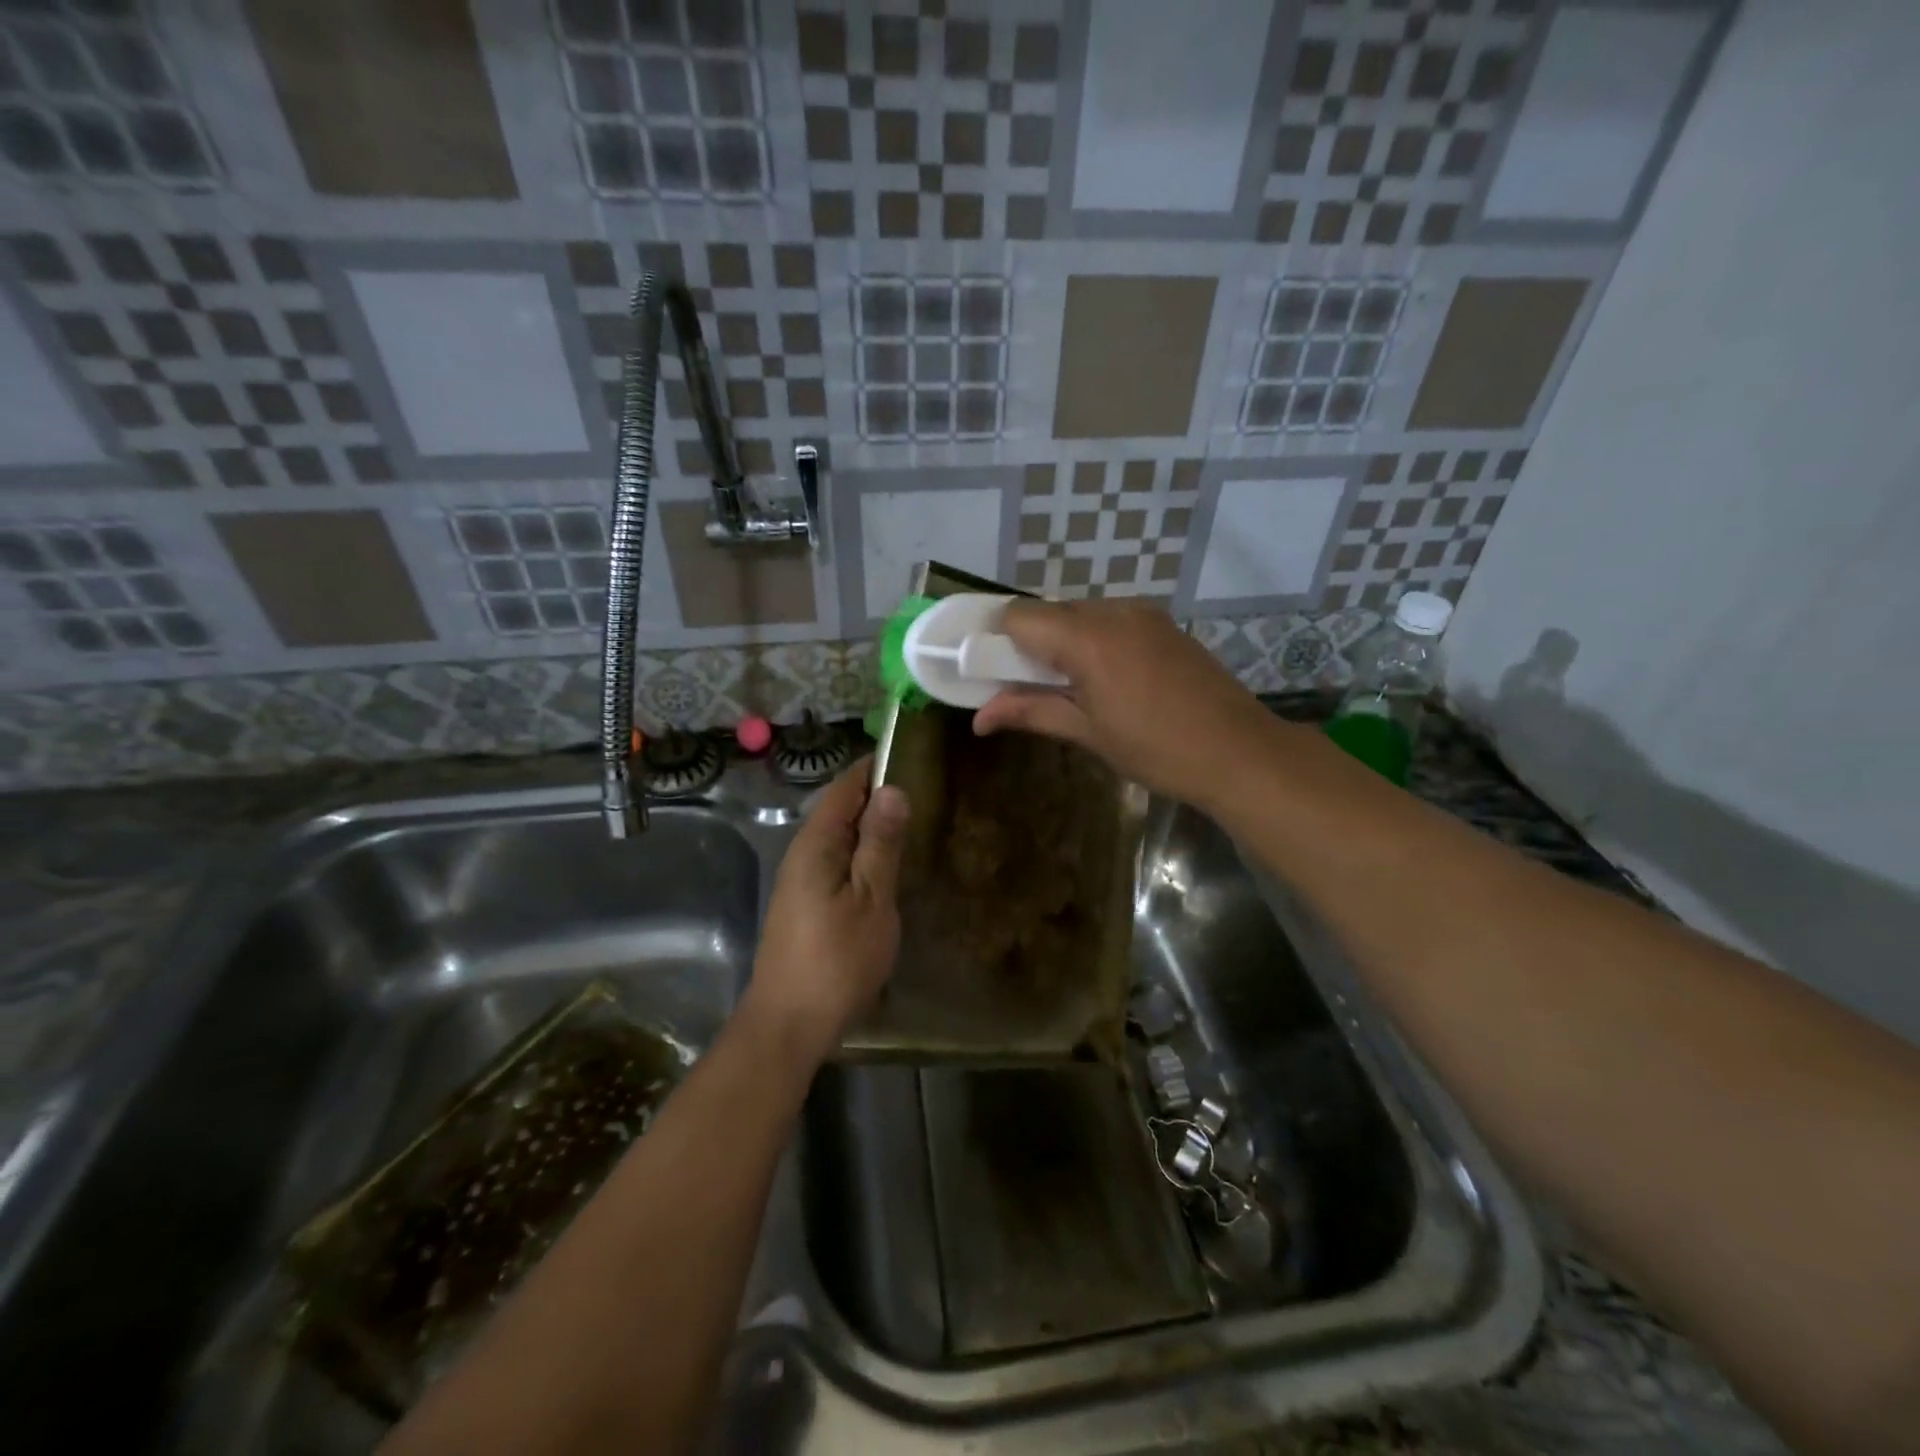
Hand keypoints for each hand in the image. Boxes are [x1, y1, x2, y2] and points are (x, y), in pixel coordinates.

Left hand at [745, 758, 908, 1063]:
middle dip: (879, 796)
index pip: (845, 786)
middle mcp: (803, 853)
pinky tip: (888, 868)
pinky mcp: (805, 905)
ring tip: (916, 824)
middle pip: (841, 810)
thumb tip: (892, 787)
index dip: (876, 768)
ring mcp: (801, 881)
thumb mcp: (871, 899)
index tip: (915, 757)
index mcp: (816, 843)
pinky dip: (864, 854)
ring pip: (840, 838)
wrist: (789, 1025)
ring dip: (873, 828)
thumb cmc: (836, 960)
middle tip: (928, 791)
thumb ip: (881, 844)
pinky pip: (838, 862)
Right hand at [973, 599, 1274, 810]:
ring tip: (1068, 688)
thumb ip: (1030, 713)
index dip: (994, 639)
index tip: (986, 670)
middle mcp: (1112, 611)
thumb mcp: (1088, 733)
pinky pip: (1109, 619)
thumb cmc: (1157, 750)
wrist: (1240, 752)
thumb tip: (979, 719)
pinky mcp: (1163, 623)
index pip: (1018, 616)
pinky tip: (1103, 678)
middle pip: (1047, 612)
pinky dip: (1090, 640)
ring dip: (1059, 642)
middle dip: (1026, 644)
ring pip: (1078, 613)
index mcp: (1088, 638)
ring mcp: (1143, 613)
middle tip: (1023, 687)